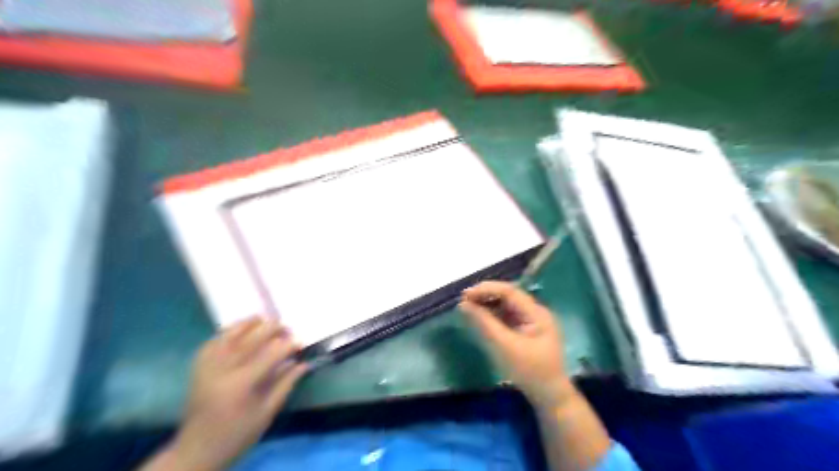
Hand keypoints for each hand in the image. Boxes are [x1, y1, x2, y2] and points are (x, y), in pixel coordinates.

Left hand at [166, 317, 307, 470]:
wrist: (196, 450)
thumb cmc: (237, 434)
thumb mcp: (266, 413)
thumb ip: (285, 384)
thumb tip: (303, 363)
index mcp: (242, 384)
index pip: (270, 354)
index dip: (288, 345)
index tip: (301, 342)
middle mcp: (222, 370)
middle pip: (250, 339)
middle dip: (271, 329)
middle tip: (286, 328)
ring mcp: (207, 367)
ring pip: (229, 335)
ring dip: (248, 324)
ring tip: (263, 319)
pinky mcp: (198, 368)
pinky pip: (213, 341)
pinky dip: (227, 332)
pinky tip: (239, 330)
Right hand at [459, 281, 577, 409]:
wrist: (550, 398)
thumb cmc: (530, 371)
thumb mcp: (504, 347)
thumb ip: (484, 323)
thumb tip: (464, 305)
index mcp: (536, 312)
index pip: (509, 291)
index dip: (486, 289)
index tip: (465, 295)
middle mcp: (535, 312)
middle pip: (507, 296)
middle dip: (485, 296)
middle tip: (463, 301)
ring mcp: (531, 321)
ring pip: (506, 305)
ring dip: (487, 304)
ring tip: (468, 307)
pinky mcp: (525, 331)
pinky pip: (506, 316)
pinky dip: (492, 315)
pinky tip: (479, 318)